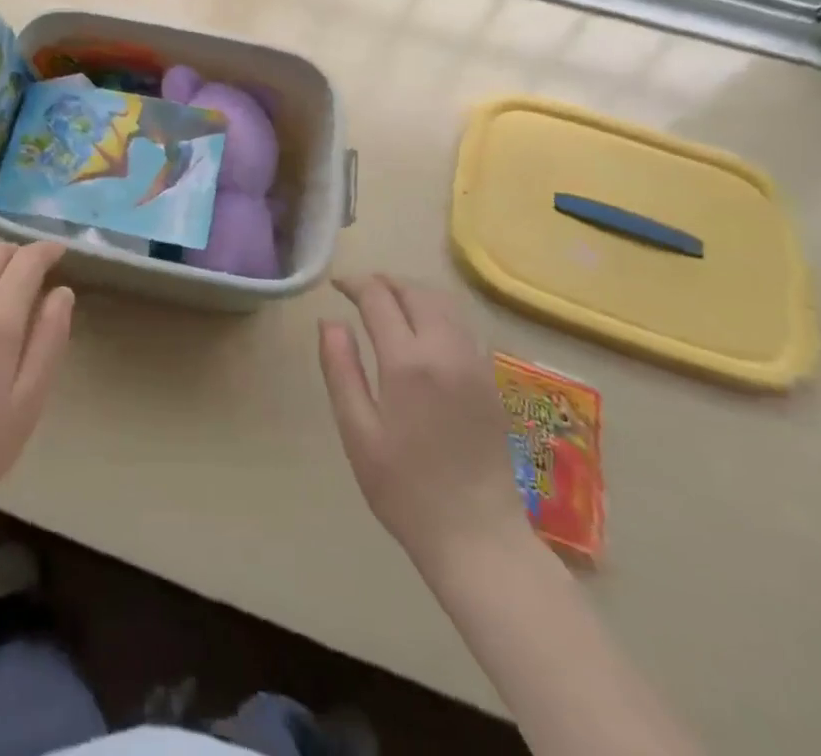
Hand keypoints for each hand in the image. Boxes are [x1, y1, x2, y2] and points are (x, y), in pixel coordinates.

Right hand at [318, 275, 531, 577]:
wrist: (479, 538)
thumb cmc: (405, 489)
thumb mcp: (357, 431)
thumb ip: (340, 368)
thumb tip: (329, 321)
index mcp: (407, 361)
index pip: (378, 298)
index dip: (354, 284)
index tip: (336, 287)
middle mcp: (446, 351)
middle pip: (416, 292)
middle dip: (385, 283)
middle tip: (360, 290)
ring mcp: (475, 364)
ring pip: (445, 304)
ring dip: (413, 293)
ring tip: (389, 302)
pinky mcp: (491, 381)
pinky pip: (463, 326)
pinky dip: (438, 312)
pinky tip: (423, 331)